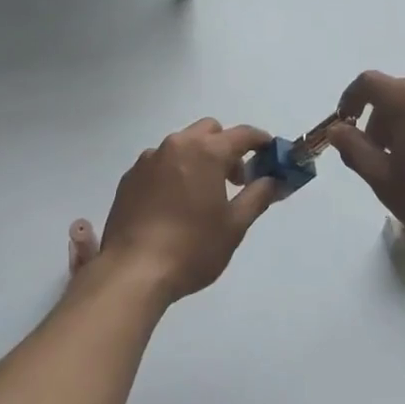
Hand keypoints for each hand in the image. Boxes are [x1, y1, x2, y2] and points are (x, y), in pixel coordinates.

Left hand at [96, 120, 277, 303]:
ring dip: (198, 158)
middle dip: (226, 148)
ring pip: (182, 145)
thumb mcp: (234, 226)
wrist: (133, 271)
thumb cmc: (192, 248)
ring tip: (201, 196)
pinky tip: (172, 205)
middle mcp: (176, 145)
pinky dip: (173, 172)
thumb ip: (258, 196)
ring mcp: (149, 159)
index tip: (271, 153)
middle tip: (234, 181)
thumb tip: (274, 180)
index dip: (260, 141)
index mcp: (205, 152)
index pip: (242, 134)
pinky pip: (159, 163)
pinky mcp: (130, 177)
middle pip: (209, 132)